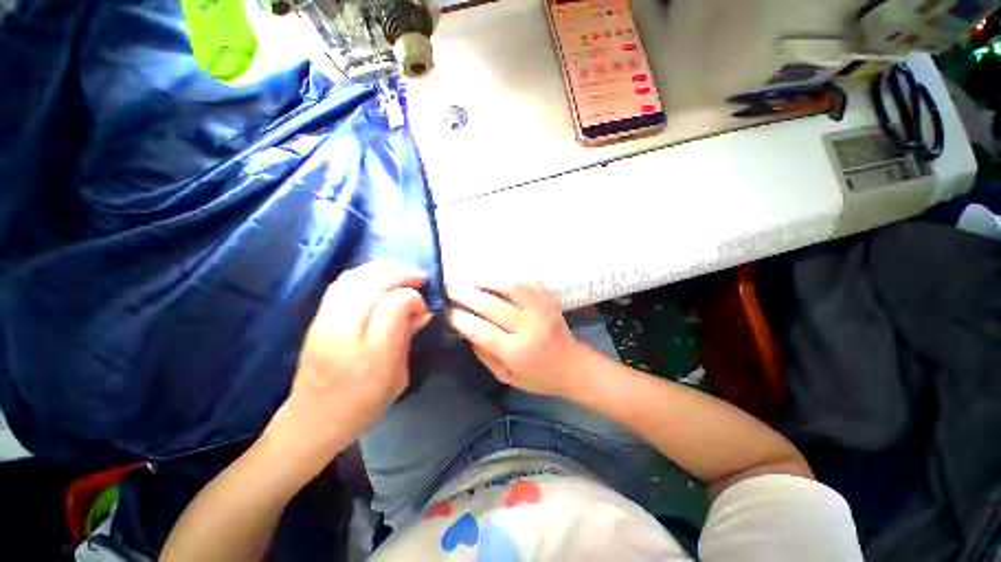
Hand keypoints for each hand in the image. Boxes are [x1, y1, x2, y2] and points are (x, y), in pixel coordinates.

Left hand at [265, 261, 432, 478]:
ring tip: (402, 273)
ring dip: (383, 269)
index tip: (423, 306)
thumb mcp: (399, 377)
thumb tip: (422, 310)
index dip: (413, 297)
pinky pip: (342, 284)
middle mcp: (343, 332)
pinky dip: (365, 274)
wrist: (311, 422)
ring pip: (354, 277)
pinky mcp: (315, 319)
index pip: (394, 304)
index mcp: (371, 354)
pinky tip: (379, 279)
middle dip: (400, 273)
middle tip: (419, 276)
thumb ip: (408, 338)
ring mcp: (324, 322)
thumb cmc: (363, 406)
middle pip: (372, 282)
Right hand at [448, 281, 585, 397]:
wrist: (573, 366)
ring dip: (487, 280)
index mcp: (517, 352)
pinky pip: (528, 280)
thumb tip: (466, 329)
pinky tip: (497, 277)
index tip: (447, 311)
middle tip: (451, 289)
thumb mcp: (506, 376)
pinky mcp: (549, 299)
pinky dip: (509, 275)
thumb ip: (484, 354)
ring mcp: (541, 309)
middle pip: (492, 305)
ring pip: (511, 286)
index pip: (481, 331)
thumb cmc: (538, 377)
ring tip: (471, 280)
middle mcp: (529, 327)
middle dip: (467, 295)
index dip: (460, 319)